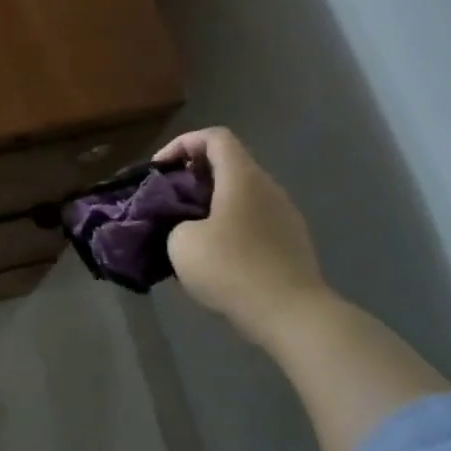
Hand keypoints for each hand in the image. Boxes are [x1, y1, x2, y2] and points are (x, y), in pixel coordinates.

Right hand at [155, 127, 329, 346]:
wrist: (291, 314)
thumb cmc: (231, 267)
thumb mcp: (181, 242)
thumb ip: (175, 221)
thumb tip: (185, 226)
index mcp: (242, 177)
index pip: (214, 137)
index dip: (182, 144)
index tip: (159, 170)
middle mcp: (268, 188)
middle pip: (229, 165)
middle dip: (193, 177)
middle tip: (167, 201)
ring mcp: (284, 215)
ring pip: (241, 195)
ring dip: (210, 204)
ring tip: (185, 230)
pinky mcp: (291, 243)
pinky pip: (253, 221)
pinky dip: (228, 226)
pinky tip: (213, 256)